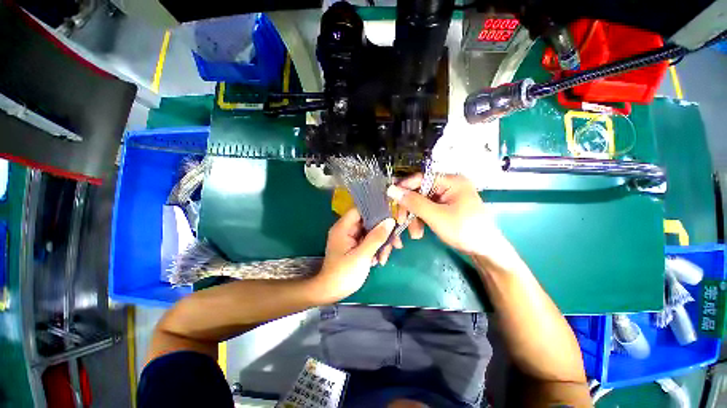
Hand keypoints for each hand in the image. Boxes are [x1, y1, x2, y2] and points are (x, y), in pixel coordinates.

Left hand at [314, 209, 394, 302]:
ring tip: (385, 258)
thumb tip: (390, 220)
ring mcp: (351, 238)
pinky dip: (376, 249)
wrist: (332, 292)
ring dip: (381, 244)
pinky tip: (379, 260)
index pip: (360, 210)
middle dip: (383, 233)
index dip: (375, 211)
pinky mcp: (355, 246)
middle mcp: (347, 230)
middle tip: (396, 244)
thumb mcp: (362, 255)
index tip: (391, 218)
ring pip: (371, 233)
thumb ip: (376, 237)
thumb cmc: (344, 273)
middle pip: (369, 223)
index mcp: (343, 227)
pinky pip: (369, 242)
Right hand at [386, 174, 504, 257]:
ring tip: (415, 234)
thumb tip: (391, 189)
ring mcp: (447, 197)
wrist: (486, 251)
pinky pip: (427, 209)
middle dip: (410, 208)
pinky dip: (421, 220)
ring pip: (421, 202)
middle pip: (419, 191)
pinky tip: (419, 232)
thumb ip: (413, 202)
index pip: (420, 178)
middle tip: (401, 221)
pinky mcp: (446, 207)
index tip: (390, 199)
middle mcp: (448, 185)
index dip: (404, 187)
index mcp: (451, 181)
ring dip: (414, 217)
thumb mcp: (436, 216)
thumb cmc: (464, 230)